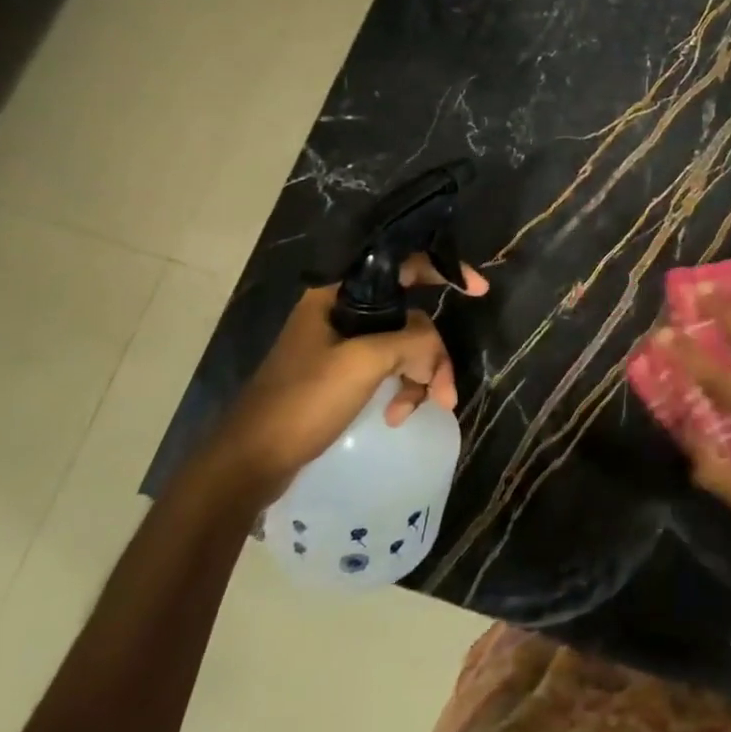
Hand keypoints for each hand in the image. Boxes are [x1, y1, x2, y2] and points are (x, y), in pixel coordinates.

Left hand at [206, 257, 488, 504]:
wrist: (251, 463)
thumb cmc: (303, 401)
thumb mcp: (364, 363)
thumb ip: (412, 342)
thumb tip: (434, 353)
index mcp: (338, 297)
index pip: (403, 269)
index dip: (444, 271)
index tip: (479, 290)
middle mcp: (341, 315)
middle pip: (411, 319)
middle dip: (432, 356)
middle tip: (444, 394)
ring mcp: (341, 347)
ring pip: (403, 349)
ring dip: (419, 378)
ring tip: (416, 411)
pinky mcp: (341, 377)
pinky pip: (388, 371)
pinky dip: (401, 390)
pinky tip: (397, 416)